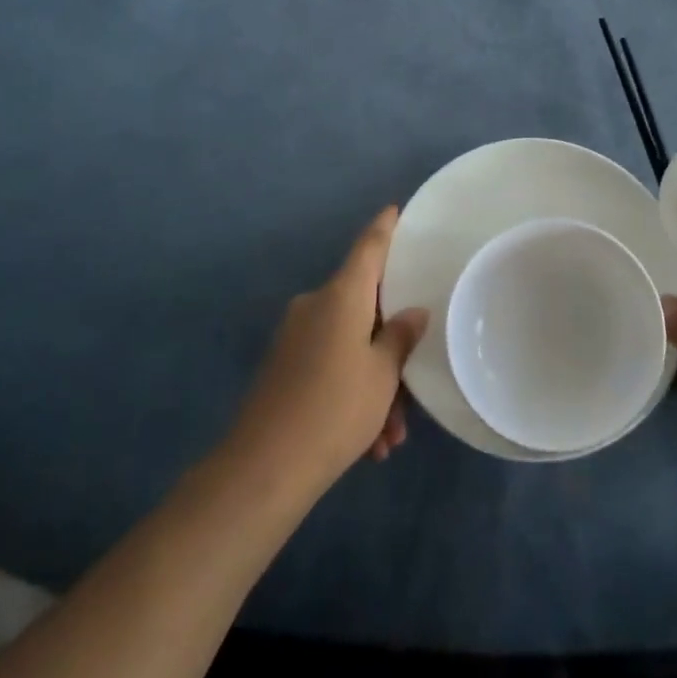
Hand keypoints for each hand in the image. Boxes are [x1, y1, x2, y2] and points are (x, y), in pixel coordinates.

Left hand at [229, 207, 429, 493]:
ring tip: (390, 435)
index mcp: (341, 295)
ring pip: (350, 345)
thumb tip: (412, 312)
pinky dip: (352, 393)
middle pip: (364, 307)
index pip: (369, 247)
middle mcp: (316, 306)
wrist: (263, 468)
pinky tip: (369, 442)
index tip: (396, 209)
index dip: (385, 227)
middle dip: (391, 345)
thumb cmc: (335, 409)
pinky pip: (330, 365)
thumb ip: (400, 337)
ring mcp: (296, 336)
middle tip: (413, 385)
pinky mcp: (284, 366)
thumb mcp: (382, 374)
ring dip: (374, 382)